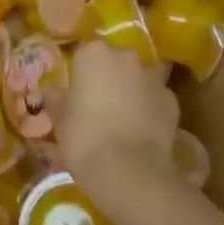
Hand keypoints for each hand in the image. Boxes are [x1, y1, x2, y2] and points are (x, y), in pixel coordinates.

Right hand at [55, 41, 179, 195]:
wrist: (128, 170)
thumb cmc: (84, 138)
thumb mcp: (59, 119)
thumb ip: (55, 99)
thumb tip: (51, 90)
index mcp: (94, 53)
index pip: (85, 55)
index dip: (81, 75)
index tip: (77, 95)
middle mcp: (126, 56)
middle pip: (115, 61)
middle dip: (109, 78)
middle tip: (99, 106)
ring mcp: (153, 77)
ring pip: (139, 78)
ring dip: (133, 91)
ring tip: (123, 119)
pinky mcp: (172, 100)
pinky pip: (156, 99)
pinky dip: (151, 109)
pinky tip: (142, 131)